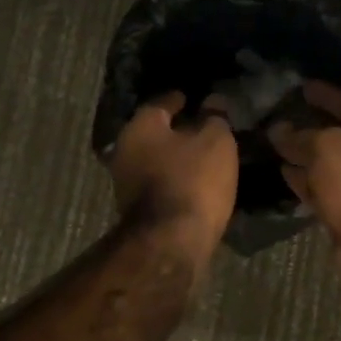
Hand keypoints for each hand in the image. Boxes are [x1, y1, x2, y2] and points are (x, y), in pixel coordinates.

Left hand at [110, 92, 238, 262]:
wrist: (172, 241)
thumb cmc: (193, 179)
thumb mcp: (216, 141)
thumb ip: (214, 117)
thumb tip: (212, 102)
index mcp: (140, 126)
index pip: (162, 102)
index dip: (181, 99)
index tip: (195, 99)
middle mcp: (124, 149)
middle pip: (154, 132)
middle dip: (176, 130)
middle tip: (201, 127)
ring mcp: (125, 182)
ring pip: (154, 159)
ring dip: (174, 157)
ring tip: (201, 156)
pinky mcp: (136, 209)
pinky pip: (158, 182)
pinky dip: (174, 178)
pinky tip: (193, 181)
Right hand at [269, 81, 340, 294]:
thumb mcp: (330, 147)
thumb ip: (302, 136)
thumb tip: (278, 130)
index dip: (328, 95)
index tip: (302, 86)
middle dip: (313, 128)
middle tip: (282, 116)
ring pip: (330, 168)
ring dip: (305, 157)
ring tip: (274, 144)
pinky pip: (324, 193)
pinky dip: (305, 183)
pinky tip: (283, 173)